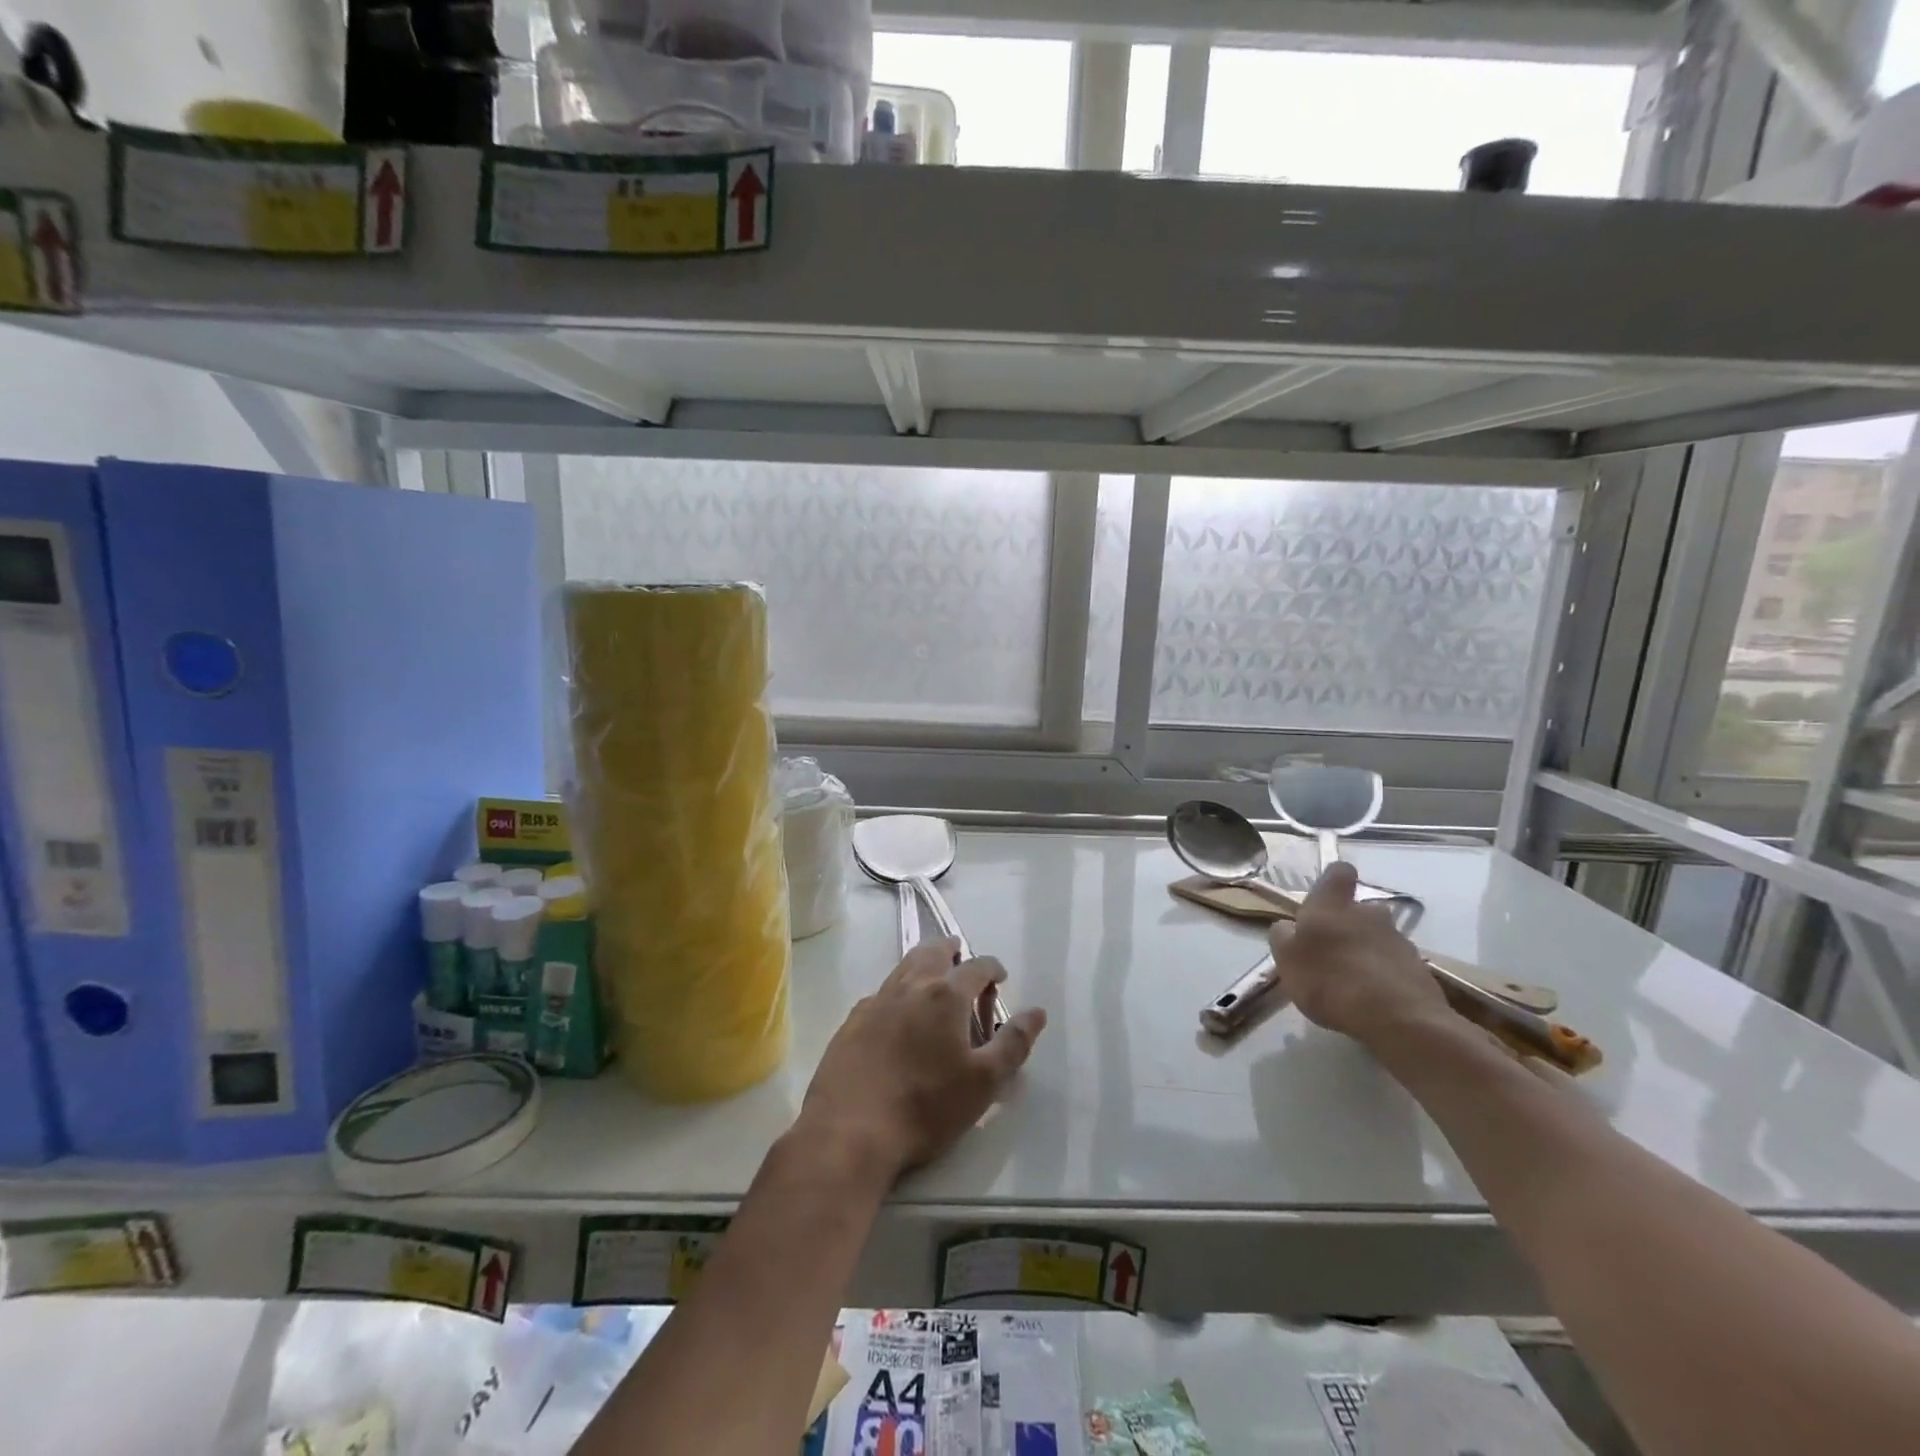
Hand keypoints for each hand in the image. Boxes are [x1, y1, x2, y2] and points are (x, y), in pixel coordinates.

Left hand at [798, 939, 1047, 1181]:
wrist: (849, 1132)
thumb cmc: (926, 1107)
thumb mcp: (983, 1082)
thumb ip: (1014, 1044)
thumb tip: (1037, 1012)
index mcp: (944, 995)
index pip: (977, 966)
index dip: (993, 968)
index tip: (1001, 978)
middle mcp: (909, 986)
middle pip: (933, 951)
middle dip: (952, 951)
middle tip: (962, 962)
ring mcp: (875, 1002)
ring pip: (904, 968)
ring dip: (923, 966)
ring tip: (934, 985)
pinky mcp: (851, 1022)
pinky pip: (881, 995)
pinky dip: (898, 994)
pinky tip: (899, 1019)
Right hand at [1269, 862, 1446, 1046]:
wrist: (1397, 1019)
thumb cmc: (1329, 980)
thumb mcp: (1286, 959)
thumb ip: (1283, 937)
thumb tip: (1289, 927)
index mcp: (1332, 905)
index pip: (1338, 872)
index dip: (1333, 881)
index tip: (1325, 899)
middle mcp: (1368, 913)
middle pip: (1360, 909)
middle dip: (1348, 924)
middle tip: (1332, 952)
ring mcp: (1398, 940)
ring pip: (1378, 937)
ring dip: (1366, 952)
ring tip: (1352, 983)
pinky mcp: (1419, 969)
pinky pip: (1395, 965)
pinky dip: (1384, 976)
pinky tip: (1373, 1000)